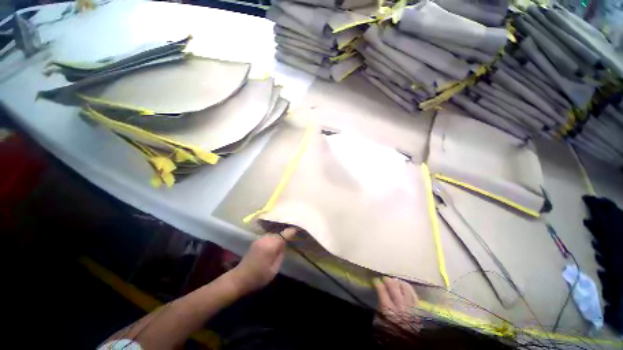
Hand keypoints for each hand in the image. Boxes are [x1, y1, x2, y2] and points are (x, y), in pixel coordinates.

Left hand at [229, 228, 296, 294]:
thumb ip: (281, 254)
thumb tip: (284, 243)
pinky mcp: (256, 241)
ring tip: (288, 234)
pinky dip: (275, 235)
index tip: (299, 228)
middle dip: (286, 231)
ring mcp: (259, 239)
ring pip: (274, 232)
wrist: (239, 279)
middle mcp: (265, 239)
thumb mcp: (274, 269)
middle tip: (295, 231)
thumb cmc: (258, 277)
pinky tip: (277, 239)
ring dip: (280, 233)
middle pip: (279, 231)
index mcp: (270, 245)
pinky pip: (269, 235)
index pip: (284, 234)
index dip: (292, 230)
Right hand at [374, 277, 419, 329]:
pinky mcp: (418, 308)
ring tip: (395, 281)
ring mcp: (410, 305)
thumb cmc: (392, 332)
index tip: (375, 281)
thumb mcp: (382, 321)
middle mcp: (399, 305)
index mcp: (388, 308)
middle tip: (385, 278)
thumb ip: (380, 308)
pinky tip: (404, 286)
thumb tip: (380, 297)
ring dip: (398, 282)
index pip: (381, 290)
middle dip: (387, 280)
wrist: (409, 342)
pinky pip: (413, 293)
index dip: (377, 283)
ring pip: (404, 287)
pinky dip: (408, 287)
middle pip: (393, 287)